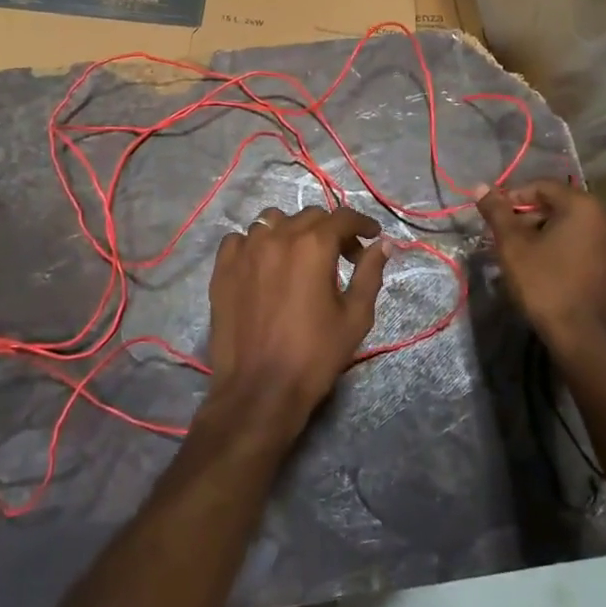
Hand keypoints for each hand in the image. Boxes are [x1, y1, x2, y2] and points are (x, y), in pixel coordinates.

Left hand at [203, 205, 390, 447]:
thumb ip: (370, 274)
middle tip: (343, 256)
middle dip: (330, 230)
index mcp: (313, 245)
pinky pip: (240, 240)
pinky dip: (256, 245)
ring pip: (273, 222)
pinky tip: (263, 265)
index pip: (342, 217)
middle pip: (309, 217)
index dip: (362, 223)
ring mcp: (245, 250)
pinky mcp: (223, 267)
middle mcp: (278, 236)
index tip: (372, 236)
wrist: (260, 390)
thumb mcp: (355, 317)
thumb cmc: (315, 355)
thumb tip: (383, 245)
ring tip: (300, 258)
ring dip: (292, 232)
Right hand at [475, 180, 605, 359]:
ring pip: (569, 226)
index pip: (542, 186)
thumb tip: (479, 186)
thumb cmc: (546, 285)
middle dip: (527, 217)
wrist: (585, 339)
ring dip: (542, 233)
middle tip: (504, 237)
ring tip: (519, 254)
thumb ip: (497, 212)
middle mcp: (605, 217)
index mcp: (583, 206)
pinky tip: (542, 267)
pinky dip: (560, 247)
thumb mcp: (513, 246)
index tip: (494, 217)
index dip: (513, 197)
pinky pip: (582, 243)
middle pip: (557, 204)